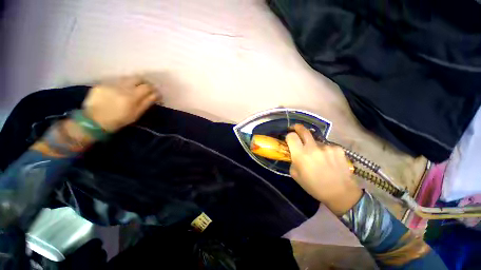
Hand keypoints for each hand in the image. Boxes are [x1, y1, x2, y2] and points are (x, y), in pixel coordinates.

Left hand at [82, 77, 160, 131]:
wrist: (94, 121)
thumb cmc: (119, 120)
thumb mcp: (137, 114)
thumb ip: (147, 102)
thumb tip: (157, 94)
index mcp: (132, 96)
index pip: (147, 87)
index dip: (153, 89)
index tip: (156, 93)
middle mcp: (121, 87)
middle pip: (137, 78)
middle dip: (144, 83)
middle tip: (146, 89)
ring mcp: (111, 84)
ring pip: (126, 79)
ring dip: (133, 83)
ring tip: (133, 90)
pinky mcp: (102, 84)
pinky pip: (116, 82)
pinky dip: (121, 86)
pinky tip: (119, 93)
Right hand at [285, 124, 361, 215]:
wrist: (340, 193)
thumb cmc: (314, 186)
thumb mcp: (295, 175)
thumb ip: (292, 161)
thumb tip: (294, 153)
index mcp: (300, 155)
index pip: (291, 136)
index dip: (289, 136)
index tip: (289, 139)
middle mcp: (313, 148)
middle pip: (303, 130)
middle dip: (298, 128)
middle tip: (296, 128)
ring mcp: (327, 147)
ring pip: (316, 140)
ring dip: (313, 145)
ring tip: (318, 156)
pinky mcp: (338, 149)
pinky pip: (326, 145)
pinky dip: (324, 150)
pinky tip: (328, 159)